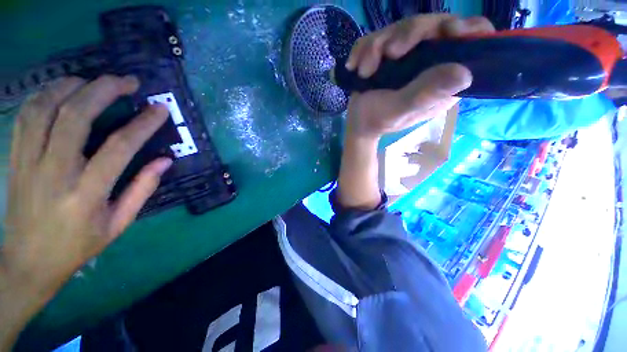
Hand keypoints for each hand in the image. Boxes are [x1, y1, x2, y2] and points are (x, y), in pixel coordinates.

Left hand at [0, 76, 170, 348]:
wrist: (29, 262)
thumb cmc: (78, 245)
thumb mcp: (119, 224)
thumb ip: (142, 189)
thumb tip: (165, 160)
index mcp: (87, 194)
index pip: (120, 147)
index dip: (143, 123)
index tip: (160, 109)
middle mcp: (54, 172)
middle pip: (75, 116)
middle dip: (104, 90)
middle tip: (127, 81)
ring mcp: (28, 162)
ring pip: (45, 107)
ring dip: (72, 86)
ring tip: (93, 81)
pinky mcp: (14, 158)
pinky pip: (26, 115)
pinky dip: (44, 95)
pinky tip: (61, 91)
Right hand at [336, 15, 493, 209]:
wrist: (363, 131)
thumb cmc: (383, 127)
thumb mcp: (406, 114)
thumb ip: (431, 95)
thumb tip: (464, 72)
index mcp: (441, 73)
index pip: (467, 38)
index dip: (467, 30)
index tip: (458, 34)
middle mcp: (427, 61)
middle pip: (430, 27)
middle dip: (408, 33)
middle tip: (388, 52)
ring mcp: (404, 59)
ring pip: (400, 31)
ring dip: (380, 43)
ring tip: (366, 64)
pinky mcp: (384, 62)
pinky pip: (377, 42)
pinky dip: (367, 48)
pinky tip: (359, 64)